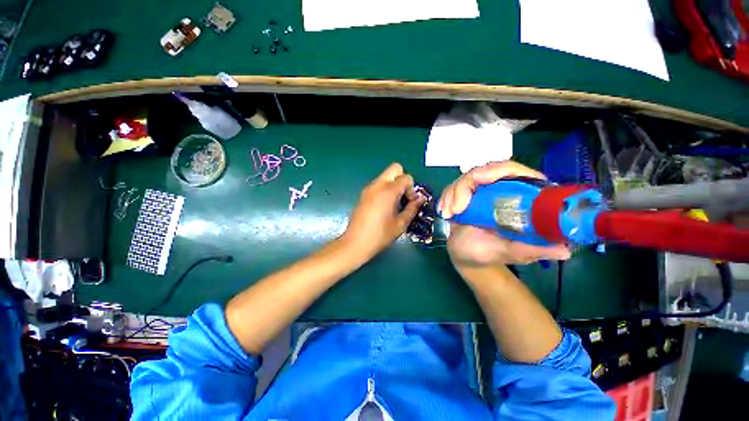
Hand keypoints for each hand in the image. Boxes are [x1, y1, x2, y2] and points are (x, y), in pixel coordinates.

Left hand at [341, 163, 425, 258]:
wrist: (355, 243)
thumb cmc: (380, 235)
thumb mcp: (400, 224)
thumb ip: (412, 208)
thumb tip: (420, 198)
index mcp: (388, 191)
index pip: (406, 177)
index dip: (412, 189)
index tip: (410, 203)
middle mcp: (377, 185)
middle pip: (395, 168)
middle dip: (403, 179)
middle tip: (403, 197)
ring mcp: (368, 189)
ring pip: (385, 176)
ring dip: (394, 184)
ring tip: (394, 204)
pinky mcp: (363, 194)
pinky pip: (378, 184)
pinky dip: (385, 189)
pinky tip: (385, 206)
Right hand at [438, 161, 570, 266]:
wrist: (465, 255)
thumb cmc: (489, 254)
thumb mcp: (511, 252)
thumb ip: (533, 250)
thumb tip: (564, 250)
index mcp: (519, 199)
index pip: (516, 172)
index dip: (500, 169)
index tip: (480, 180)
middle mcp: (501, 190)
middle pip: (487, 169)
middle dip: (466, 185)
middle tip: (456, 205)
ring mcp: (481, 191)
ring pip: (467, 177)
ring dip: (453, 193)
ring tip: (449, 214)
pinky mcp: (464, 194)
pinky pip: (453, 186)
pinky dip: (446, 197)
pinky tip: (444, 212)